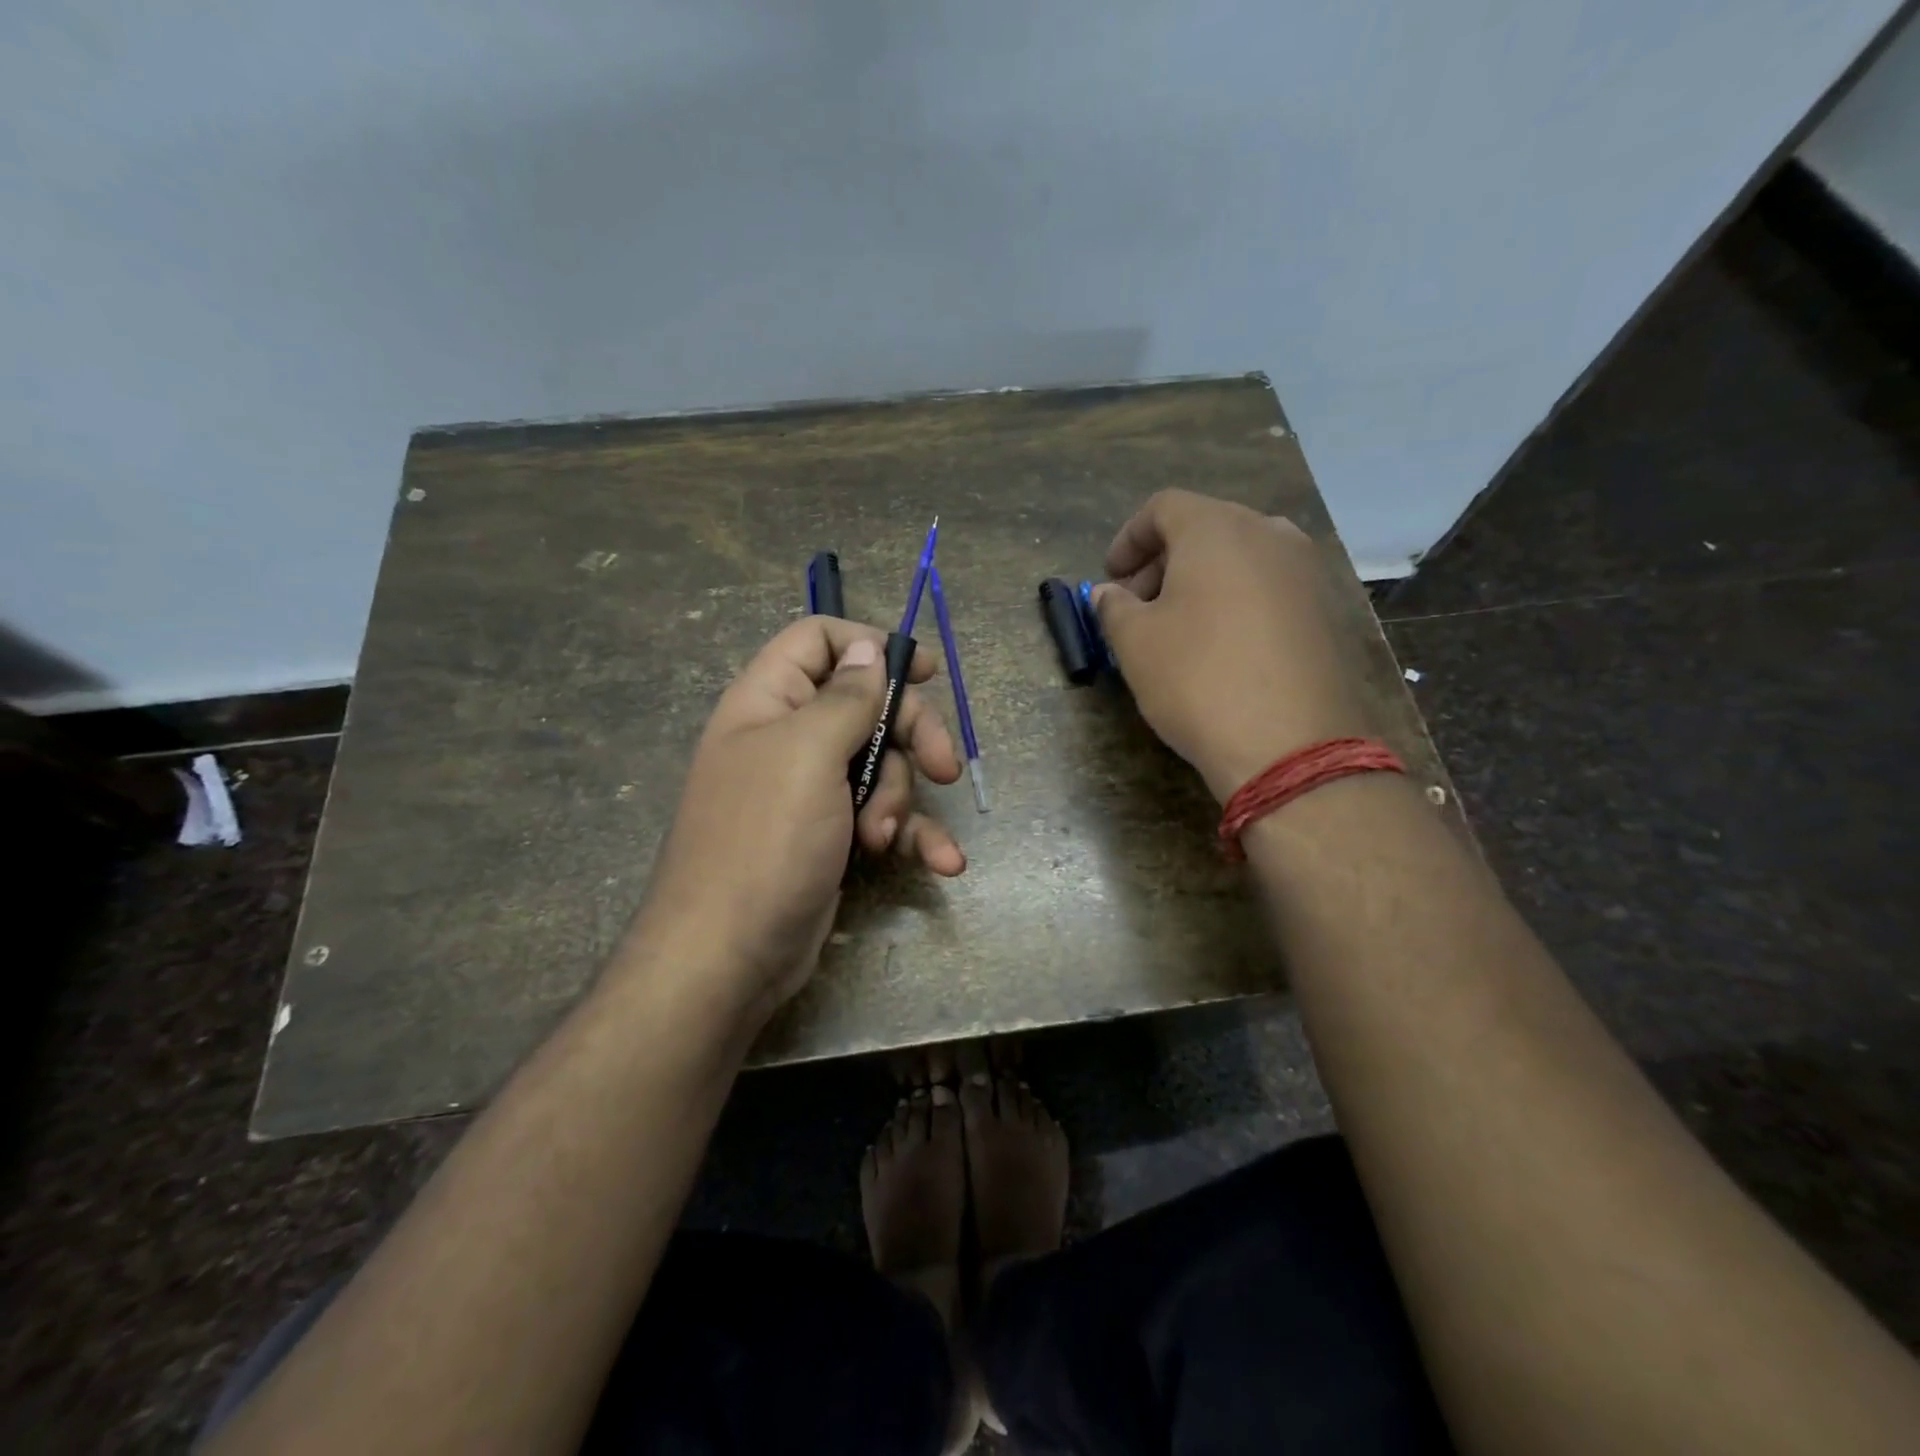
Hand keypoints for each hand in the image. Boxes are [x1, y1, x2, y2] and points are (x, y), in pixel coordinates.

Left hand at [634, 617, 965, 1026]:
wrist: (728, 957)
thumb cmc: (764, 841)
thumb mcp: (807, 754)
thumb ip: (845, 697)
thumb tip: (868, 650)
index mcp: (770, 702)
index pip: (819, 641)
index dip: (870, 646)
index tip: (924, 673)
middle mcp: (790, 739)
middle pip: (868, 706)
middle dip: (910, 735)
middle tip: (943, 767)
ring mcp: (812, 792)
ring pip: (883, 766)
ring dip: (902, 799)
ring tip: (886, 838)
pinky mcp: (833, 837)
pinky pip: (885, 818)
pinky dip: (915, 837)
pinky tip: (945, 863)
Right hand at [1092, 489, 1370, 801]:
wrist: (1290, 745)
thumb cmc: (1197, 679)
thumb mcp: (1135, 642)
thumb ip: (1113, 607)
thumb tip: (1108, 593)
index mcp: (1218, 529)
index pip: (1164, 507)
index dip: (1128, 538)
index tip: (1111, 577)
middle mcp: (1269, 534)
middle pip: (1205, 528)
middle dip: (1162, 562)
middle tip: (1136, 606)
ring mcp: (1306, 572)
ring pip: (1240, 558)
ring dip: (1199, 582)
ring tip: (1175, 628)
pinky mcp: (1325, 611)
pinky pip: (1268, 588)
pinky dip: (1235, 601)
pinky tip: (1219, 647)